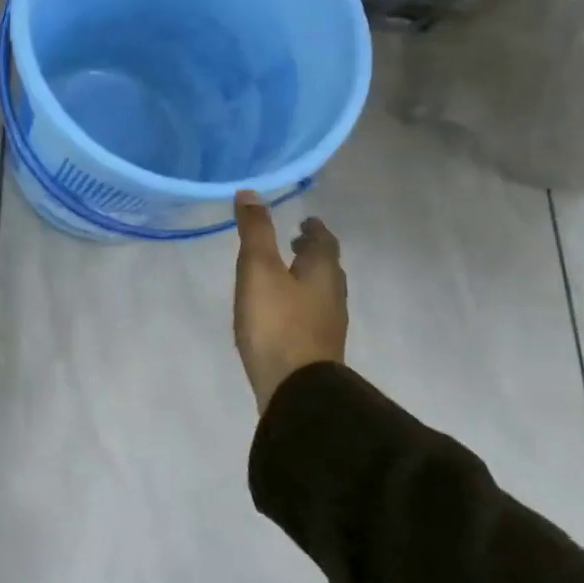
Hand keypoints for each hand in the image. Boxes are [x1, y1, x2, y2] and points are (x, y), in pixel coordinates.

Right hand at [233, 193, 347, 412]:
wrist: (296, 389)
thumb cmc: (277, 322)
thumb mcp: (259, 269)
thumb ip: (255, 231)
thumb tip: (250, 193)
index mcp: (322, 271)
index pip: (325, 241)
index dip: (314, 228)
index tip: (304, 220)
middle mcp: (332, 295)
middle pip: (327, 266)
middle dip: (312, 252)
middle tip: (294, 242)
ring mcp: (328, 325)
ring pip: (321, 291)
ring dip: (307, 277)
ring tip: (285, 273)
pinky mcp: (317, 348)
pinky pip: (312, 314)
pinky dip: (300, 301)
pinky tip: (281, 310)